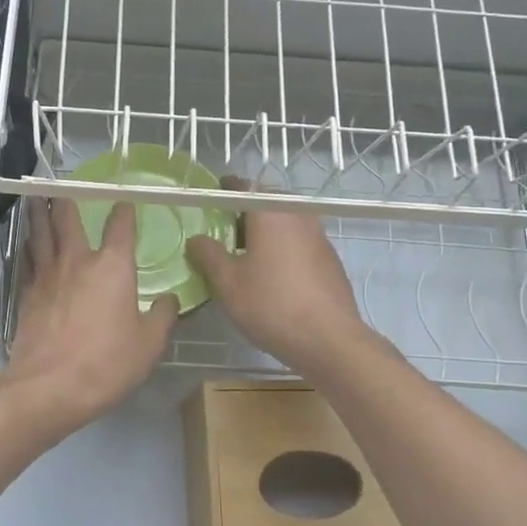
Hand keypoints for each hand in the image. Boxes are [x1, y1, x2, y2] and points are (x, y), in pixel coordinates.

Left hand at [0, 197, 178, 431]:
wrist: (48, 387)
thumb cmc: (106, 363)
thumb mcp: (149, 344)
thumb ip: (162, 316)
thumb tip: (169, 300)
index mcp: (112, 266)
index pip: (120, 226)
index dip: (123, 211)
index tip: (124, 202)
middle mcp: (77, 260)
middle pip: (66, 218)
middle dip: (65, 198)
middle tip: (59, 184)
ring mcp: (47, 275)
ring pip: (40, 233)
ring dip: (38, 213)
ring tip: (35, 197)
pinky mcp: (26, 294)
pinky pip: (27, 259)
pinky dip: (28, 245)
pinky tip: (27, 243)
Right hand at [185, 189, 370, 373]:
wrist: (329, 340)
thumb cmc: (271, 304)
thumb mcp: (227, 282)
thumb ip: (209, 255)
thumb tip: (197, 238)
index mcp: (271, 212)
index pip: (245, 186)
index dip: (225, 189)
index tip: (211, 197)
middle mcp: (298, 216)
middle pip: (268, 202)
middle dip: (246, 211)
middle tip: (224, 230)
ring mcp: (319, 237)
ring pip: (286, 223)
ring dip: (265, 231)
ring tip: (245, 254)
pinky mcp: (330, 260)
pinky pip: (299, 242)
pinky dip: (282, 248)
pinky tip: (272, 274)